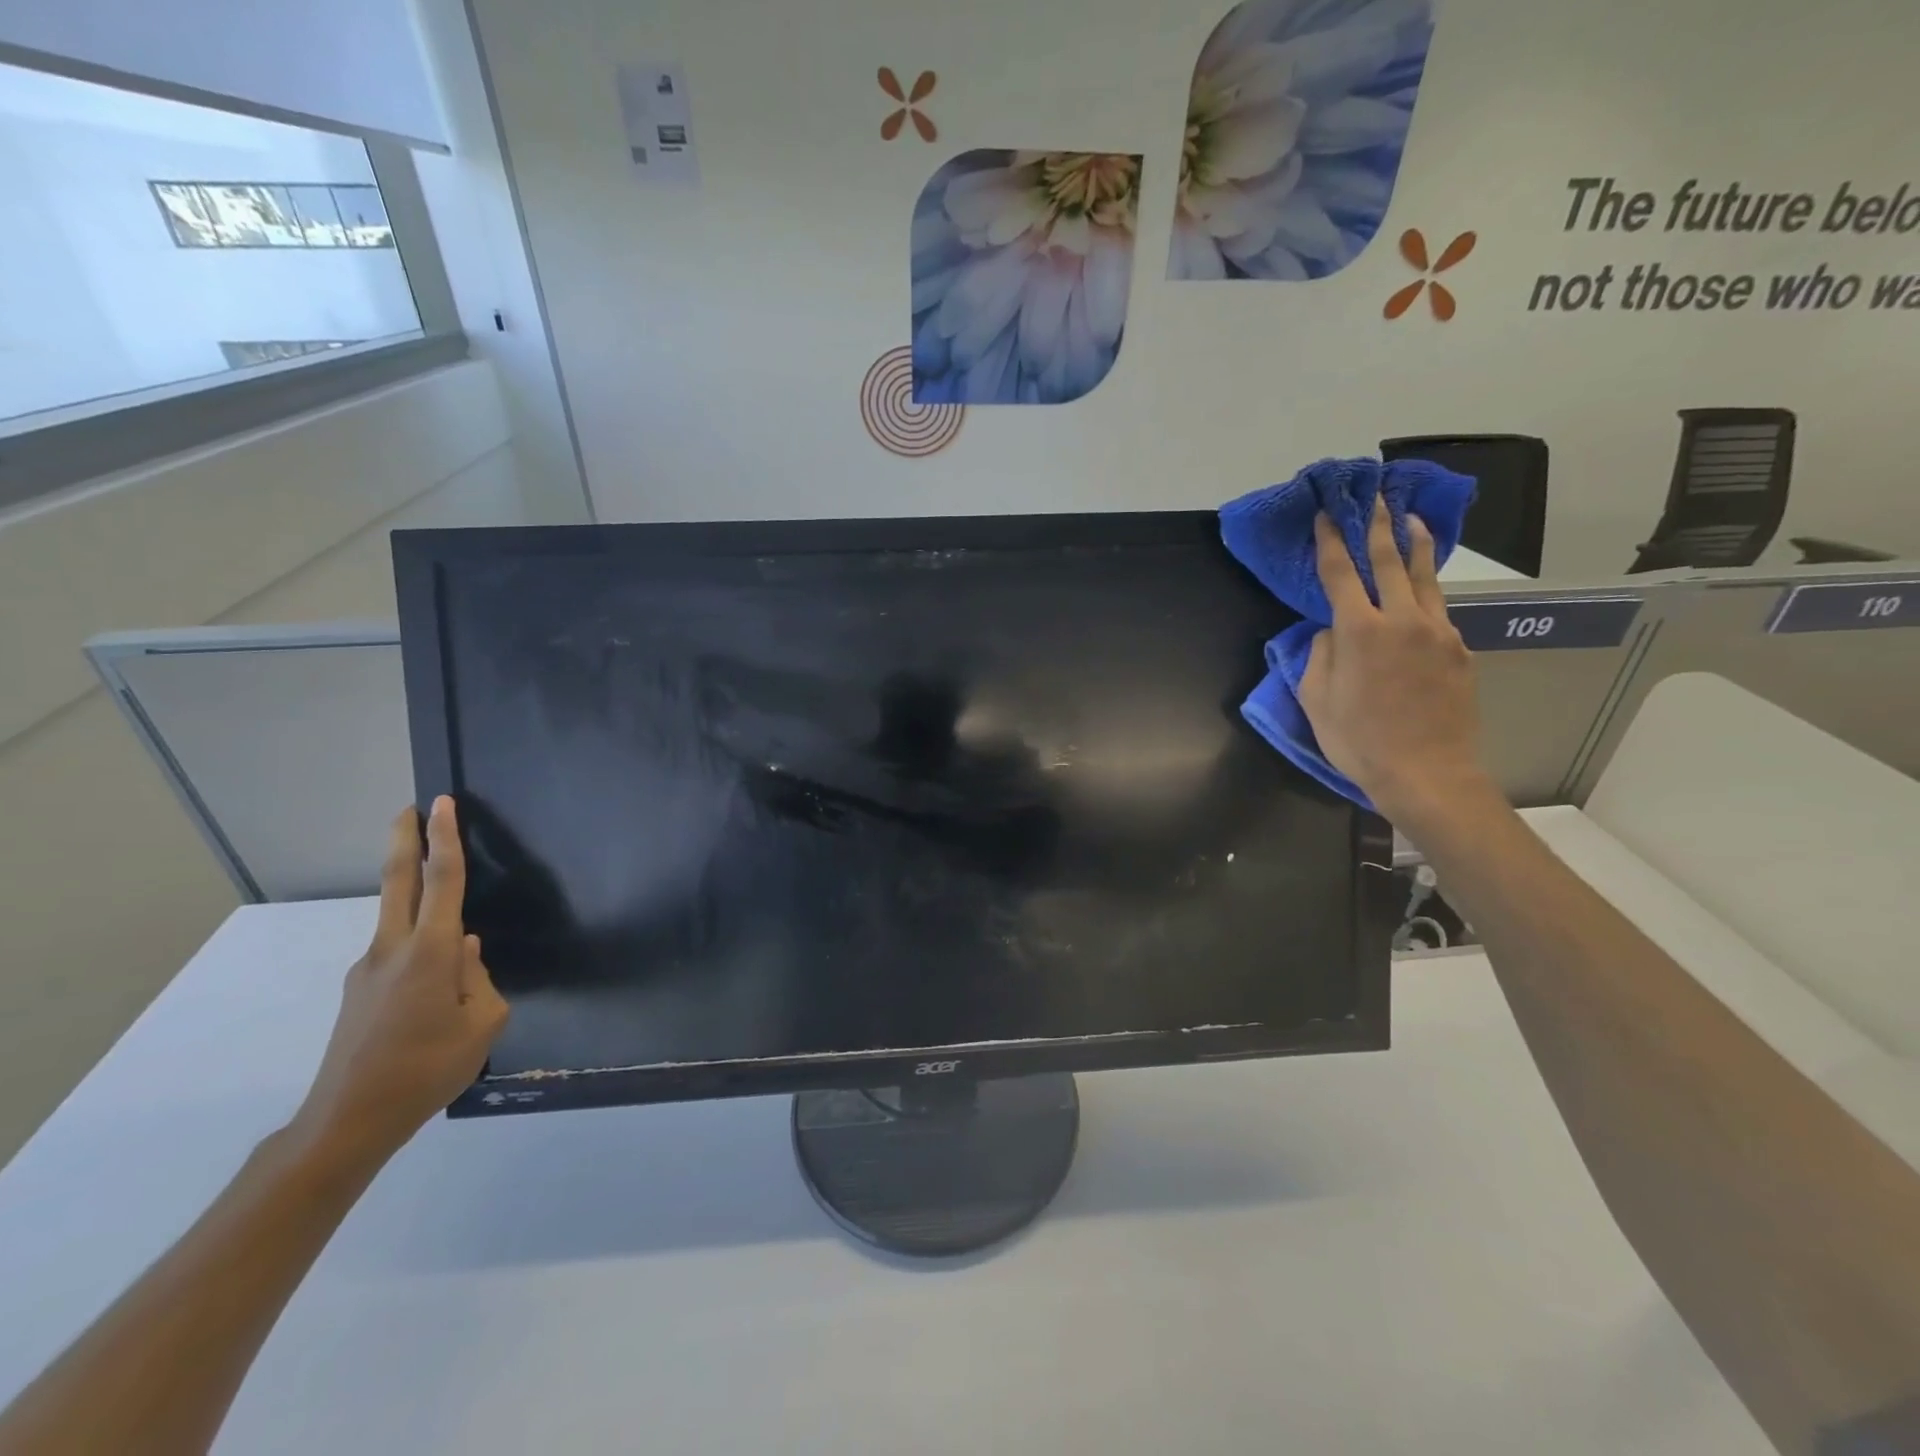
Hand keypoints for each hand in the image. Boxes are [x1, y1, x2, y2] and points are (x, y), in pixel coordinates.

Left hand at [291, 797, 508, 1165]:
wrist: (347, 1122)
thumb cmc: (427, 1069)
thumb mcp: (482, 1023)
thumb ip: (478, 978)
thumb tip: (464, 951)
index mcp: (428, 953)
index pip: (441, 882)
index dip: (445, 839)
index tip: (441, 804)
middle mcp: (391, 950)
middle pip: (398, 882)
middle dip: (405, 841)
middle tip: (411, 808)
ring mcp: (367, 970)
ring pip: (398, 920)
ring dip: (415, 896)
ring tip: (449, 925)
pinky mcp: (359, 992)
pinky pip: (397, 954)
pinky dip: (418, 946)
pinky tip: (436, 987)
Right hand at [1297, 498, 1493, 827]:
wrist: (1427, 773)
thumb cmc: (1359, 741)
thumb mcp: (1316, 701)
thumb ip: (1320, 655)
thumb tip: (1333, 632)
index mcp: (1360, 631)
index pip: (1341, 573)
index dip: (1331, 541)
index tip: (1326, 515)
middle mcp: (1402, 620)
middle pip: (1390, 561)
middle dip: (1378, 525)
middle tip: (1375, 496)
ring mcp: (1438, 632)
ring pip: (1426, 576)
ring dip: (1415, 544)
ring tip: (1410, 518)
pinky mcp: (1459, 649)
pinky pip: (1439, 608)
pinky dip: (1427, 588)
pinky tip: (1422, 585)